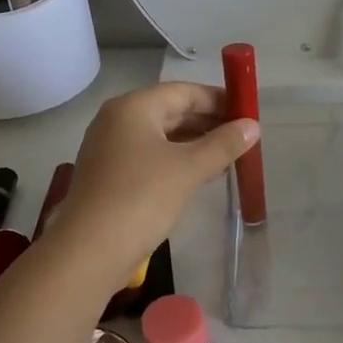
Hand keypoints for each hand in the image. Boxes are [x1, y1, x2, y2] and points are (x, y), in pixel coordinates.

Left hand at [45, 82, 259, 294]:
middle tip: (243, 136)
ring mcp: (110, 148)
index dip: (217, 99)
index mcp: (133, 107)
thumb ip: (223, 144)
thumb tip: (253, 126)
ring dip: (194, 143)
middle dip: (207, 122)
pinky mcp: (110, 175)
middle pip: (170, 111)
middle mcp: (117, 120)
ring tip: (229, 156)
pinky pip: (150, 156)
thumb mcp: (188, 169)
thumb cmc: (141, 198)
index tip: (247, 112)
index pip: (183, 92)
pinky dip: (176, 160)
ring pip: (161, 136)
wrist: (89, 250)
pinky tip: (201, 174)